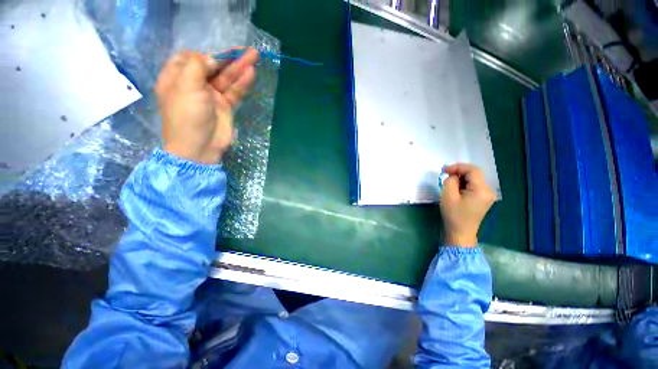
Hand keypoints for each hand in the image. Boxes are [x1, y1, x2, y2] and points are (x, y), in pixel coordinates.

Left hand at [155, 48, 258, 163]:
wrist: (199, 148)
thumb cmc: (186, 116)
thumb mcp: (186, 86)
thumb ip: (198, 66)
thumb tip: (212, 58)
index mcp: (177, 77)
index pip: (191, 58)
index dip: (204, 54)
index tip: (214, 58)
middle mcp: (194, 85)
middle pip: (213, 66)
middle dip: (229, 58)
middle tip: (247, 50)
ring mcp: (211, 96)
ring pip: (227, 78)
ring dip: (239, 68)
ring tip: (254, 56)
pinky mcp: (225, 107)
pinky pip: (234, 92)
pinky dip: (242, 83)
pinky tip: (250, 73)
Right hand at [440, 163, 495, 246]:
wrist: (460, 233)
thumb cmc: (453, 215)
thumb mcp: (448, 196)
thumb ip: (450, 181)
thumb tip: (453, 175)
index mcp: (482, 190)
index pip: (473, 170)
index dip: (458, 167)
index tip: (444, 170)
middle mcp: (488, 191)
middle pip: (474, 174)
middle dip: (459, 173)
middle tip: (445, 176)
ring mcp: (487, 195)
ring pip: (473, 180)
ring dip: (460, 179)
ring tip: (449, 185)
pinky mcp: (483, 199)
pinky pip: (474, 186)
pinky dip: (464, 185)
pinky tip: (455, 190)